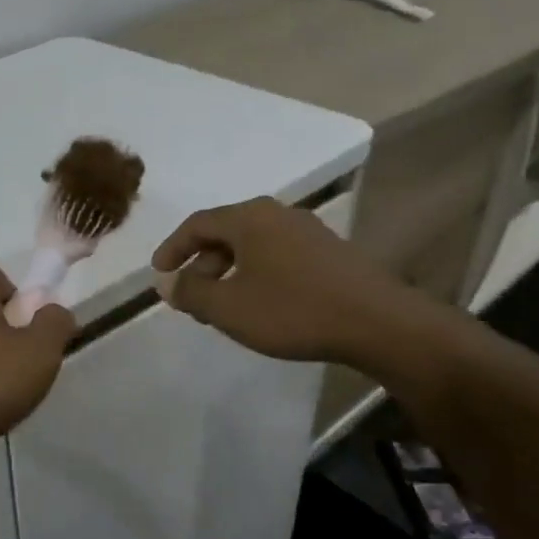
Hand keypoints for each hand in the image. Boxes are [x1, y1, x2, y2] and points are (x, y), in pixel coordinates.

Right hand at [151, 197, 421, 364]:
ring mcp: (307, 231)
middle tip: (191, 297)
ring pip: (252, 246)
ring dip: (228, 273)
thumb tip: (168, 283)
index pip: (197, 223)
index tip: (159, 274)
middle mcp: (277, 215)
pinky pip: (276, 256)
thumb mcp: (229, 308)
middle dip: (201, 264)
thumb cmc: (293, 311)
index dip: (172, 248)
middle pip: (225, 232)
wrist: (379, 324)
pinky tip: (260, 305)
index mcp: (249, 218)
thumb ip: (191, 293)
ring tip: (222, 307)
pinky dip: (255, 275)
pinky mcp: (329, 253)